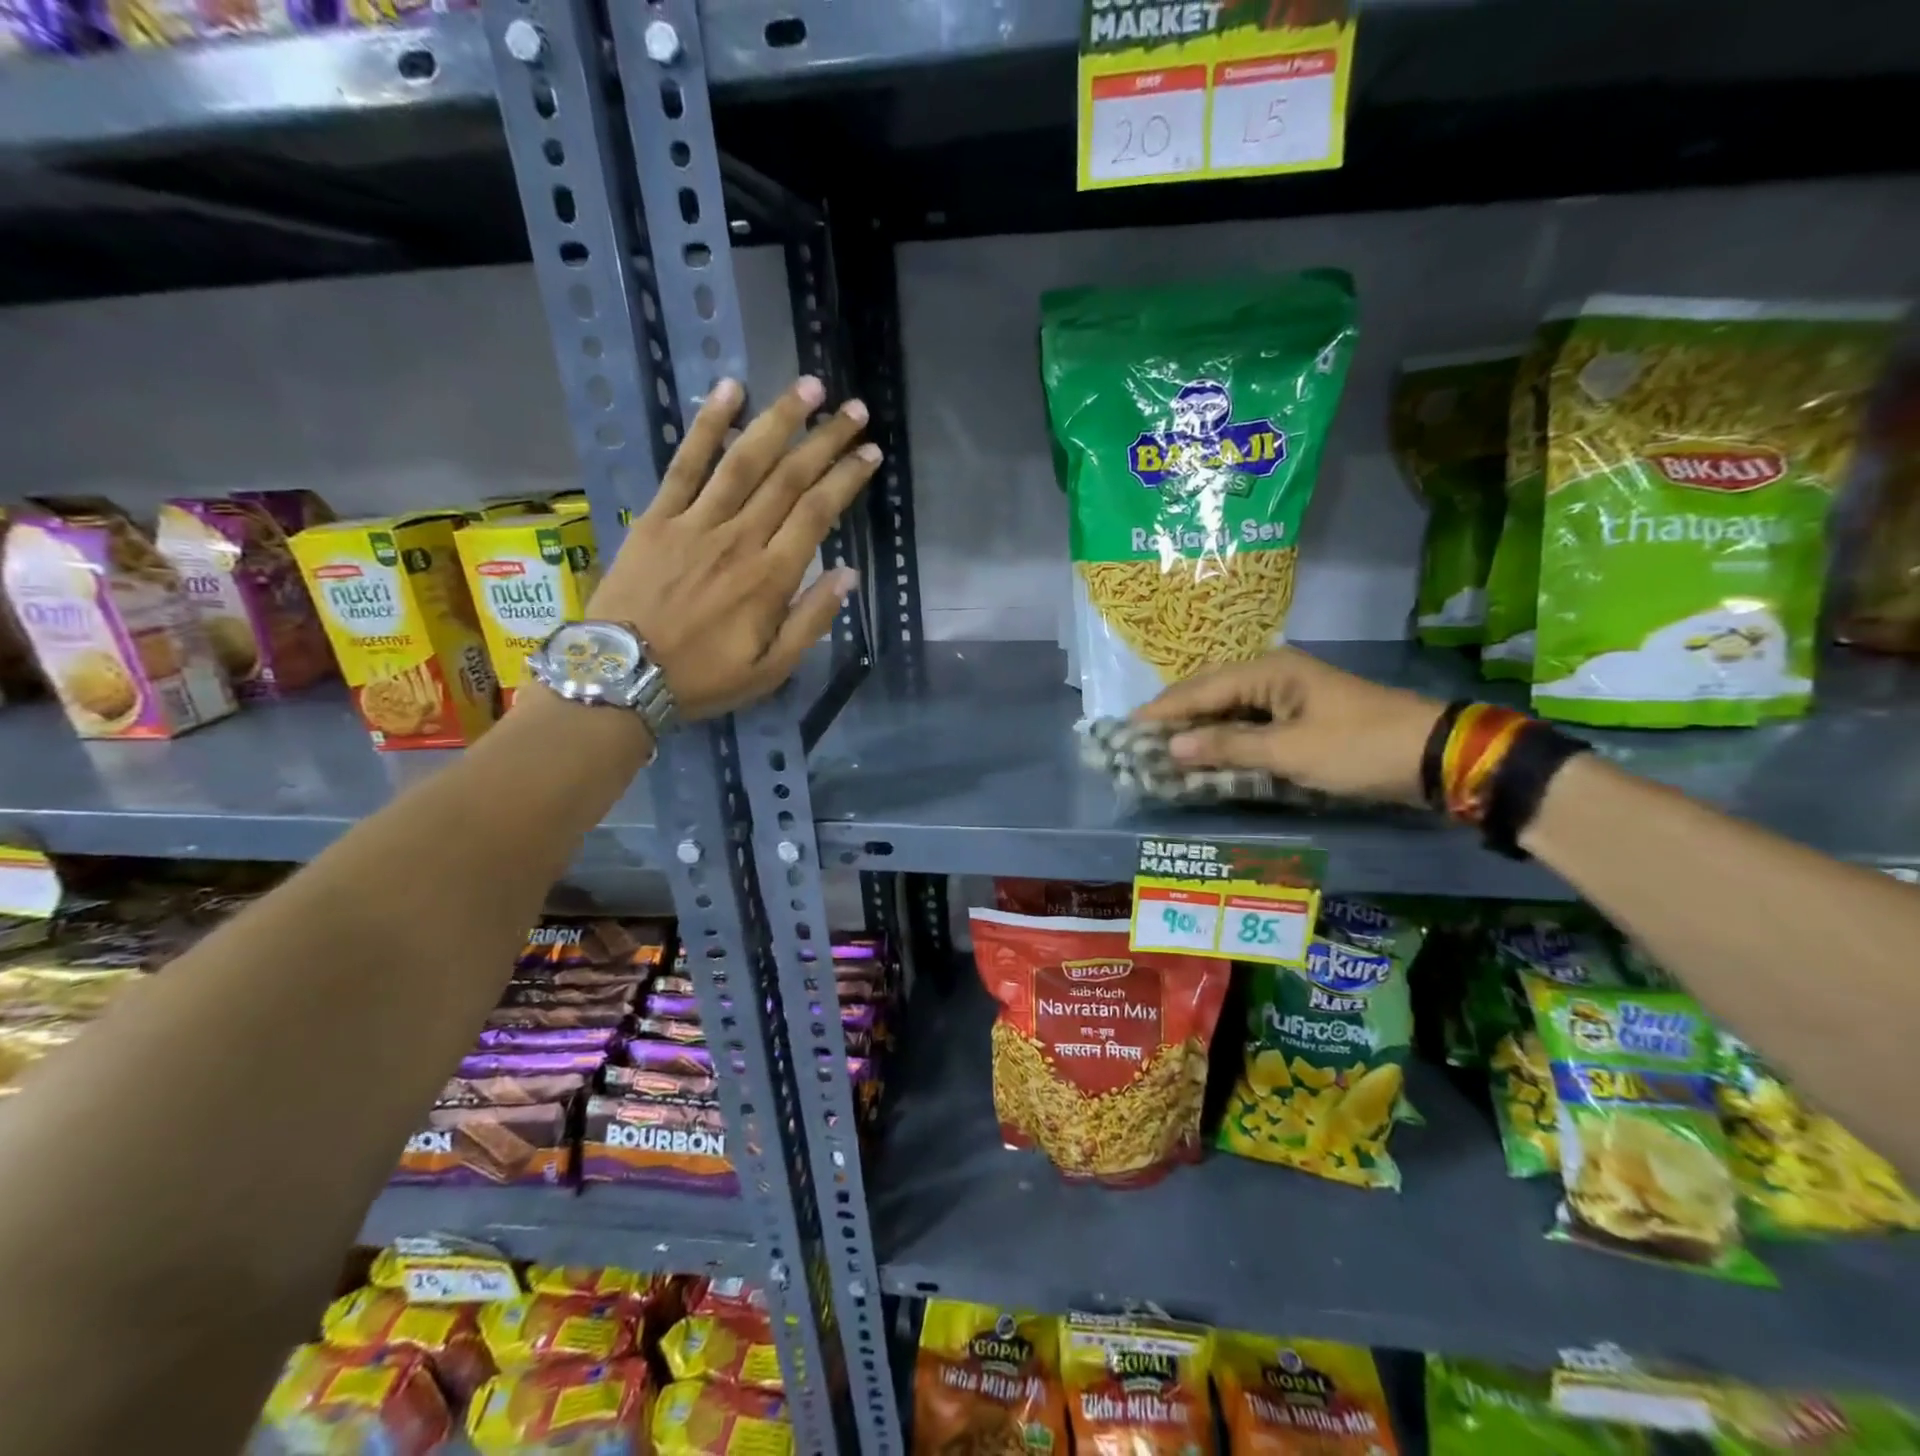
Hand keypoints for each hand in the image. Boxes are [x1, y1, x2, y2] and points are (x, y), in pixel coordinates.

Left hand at [584, 375, 877, 720]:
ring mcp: (696, 522)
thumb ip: (811, 621)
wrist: (622, 676)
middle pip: (789, 478)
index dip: (847, 478)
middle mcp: (739, 539)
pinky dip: (707, 425)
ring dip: (779, 419)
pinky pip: (685, 463)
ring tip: (808, 388)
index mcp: (770, 578)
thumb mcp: (771, 670)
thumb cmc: (704, 678)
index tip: (870, 453)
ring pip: (744, 460)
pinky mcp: (658, 516)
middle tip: (853, 408)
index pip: (818, 513)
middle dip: (825, 439)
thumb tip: (847, 576)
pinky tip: (729, 390)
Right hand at [1133, 649, 1445, 805]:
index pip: (1200, 689)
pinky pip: (1248, 720)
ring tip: (1163, 744)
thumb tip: (1170, 748)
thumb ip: (1227, 747)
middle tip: (1139, 736)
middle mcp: (1273, 673)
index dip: (1163, 711)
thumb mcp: (1289, 752)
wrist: (1433, 756)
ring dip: (1197, 726)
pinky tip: (1206, 749)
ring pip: (1228, 706)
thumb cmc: (1357, 748)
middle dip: (1175, 715)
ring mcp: (1288, 693)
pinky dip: (1224, 735)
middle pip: (1210, 691)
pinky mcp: (1300, 714)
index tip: (1127, 728)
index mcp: (1268, 670)